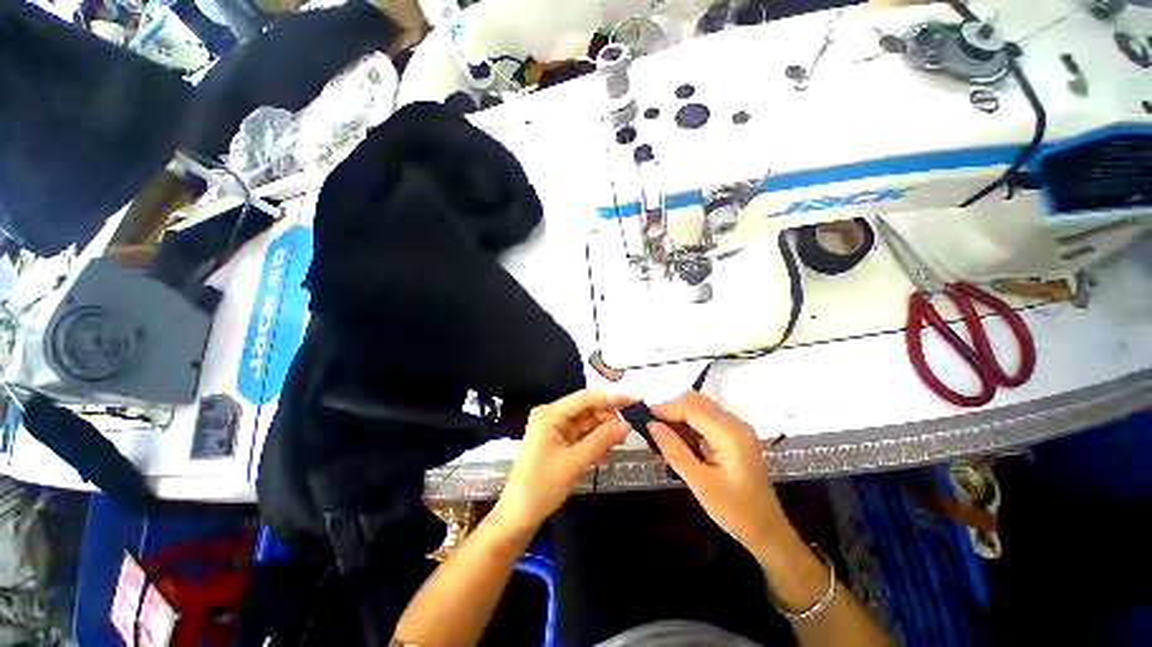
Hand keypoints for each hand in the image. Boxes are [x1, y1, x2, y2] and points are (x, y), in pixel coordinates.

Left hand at [495, 390, 631, 532]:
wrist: (519, 516)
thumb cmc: (542, 486)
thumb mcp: (575, 462)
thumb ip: (601, 440)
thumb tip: (626, 424)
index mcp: (549, 414)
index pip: (584, 398)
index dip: (610, 397)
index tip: (633, 399)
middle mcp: (552, 416)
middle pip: (586, 409)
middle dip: (607, 418)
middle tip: (627, 431)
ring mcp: (555, 429)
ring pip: (586, 423)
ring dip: (602, 432)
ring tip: (618, 444)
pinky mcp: (559, 442)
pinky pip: (582, 435)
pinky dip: (595, 442)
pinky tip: (604, 454)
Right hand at [649, 392, 793, 561]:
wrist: (767, 530)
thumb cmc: (735, 511)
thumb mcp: (700, 483)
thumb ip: (674, 451)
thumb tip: (652, 425)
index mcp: (731, 434)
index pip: (693, 408)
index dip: (667, 408)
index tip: (645, 417)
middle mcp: (736, 424)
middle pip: (697, 402)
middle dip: (672, 410)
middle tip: (652, 428)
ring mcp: (736, 428)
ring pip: (700, 409)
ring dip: (679, 417)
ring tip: (661, 435)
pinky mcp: (734, 435)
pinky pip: (706, 420)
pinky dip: (688, 425)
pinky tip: (677, 441)